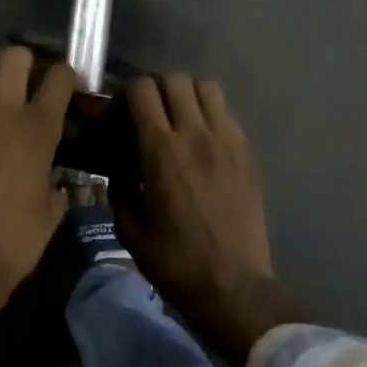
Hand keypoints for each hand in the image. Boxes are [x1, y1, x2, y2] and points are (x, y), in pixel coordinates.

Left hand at [0, 47, 72, 366]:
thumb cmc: (18, 239)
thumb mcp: (54, 207)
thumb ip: (57, 177)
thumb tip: (54, 171)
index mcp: (39, 129)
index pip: (60, 77)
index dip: (66, 78)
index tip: (65, 89)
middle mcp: (2, 111)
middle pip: (16, 56)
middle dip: (27, 63)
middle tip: (27, 83)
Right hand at [117, 74, 304, 366]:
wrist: (233, 286)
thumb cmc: (175, 261)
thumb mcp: (129, 229)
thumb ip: (119, 188)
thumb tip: (118, 168)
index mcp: (161, 150)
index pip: (142, 90)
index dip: (125, 96)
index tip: (119, 117)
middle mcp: (196, 134)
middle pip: (175, 80)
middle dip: (155, 90)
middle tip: (147, 116)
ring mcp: (227, 141)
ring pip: (206, 88)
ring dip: (186, 96)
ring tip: (177, 120)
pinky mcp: (247, 154)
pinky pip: (227, 114)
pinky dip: (210, 115)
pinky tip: (202, 142)